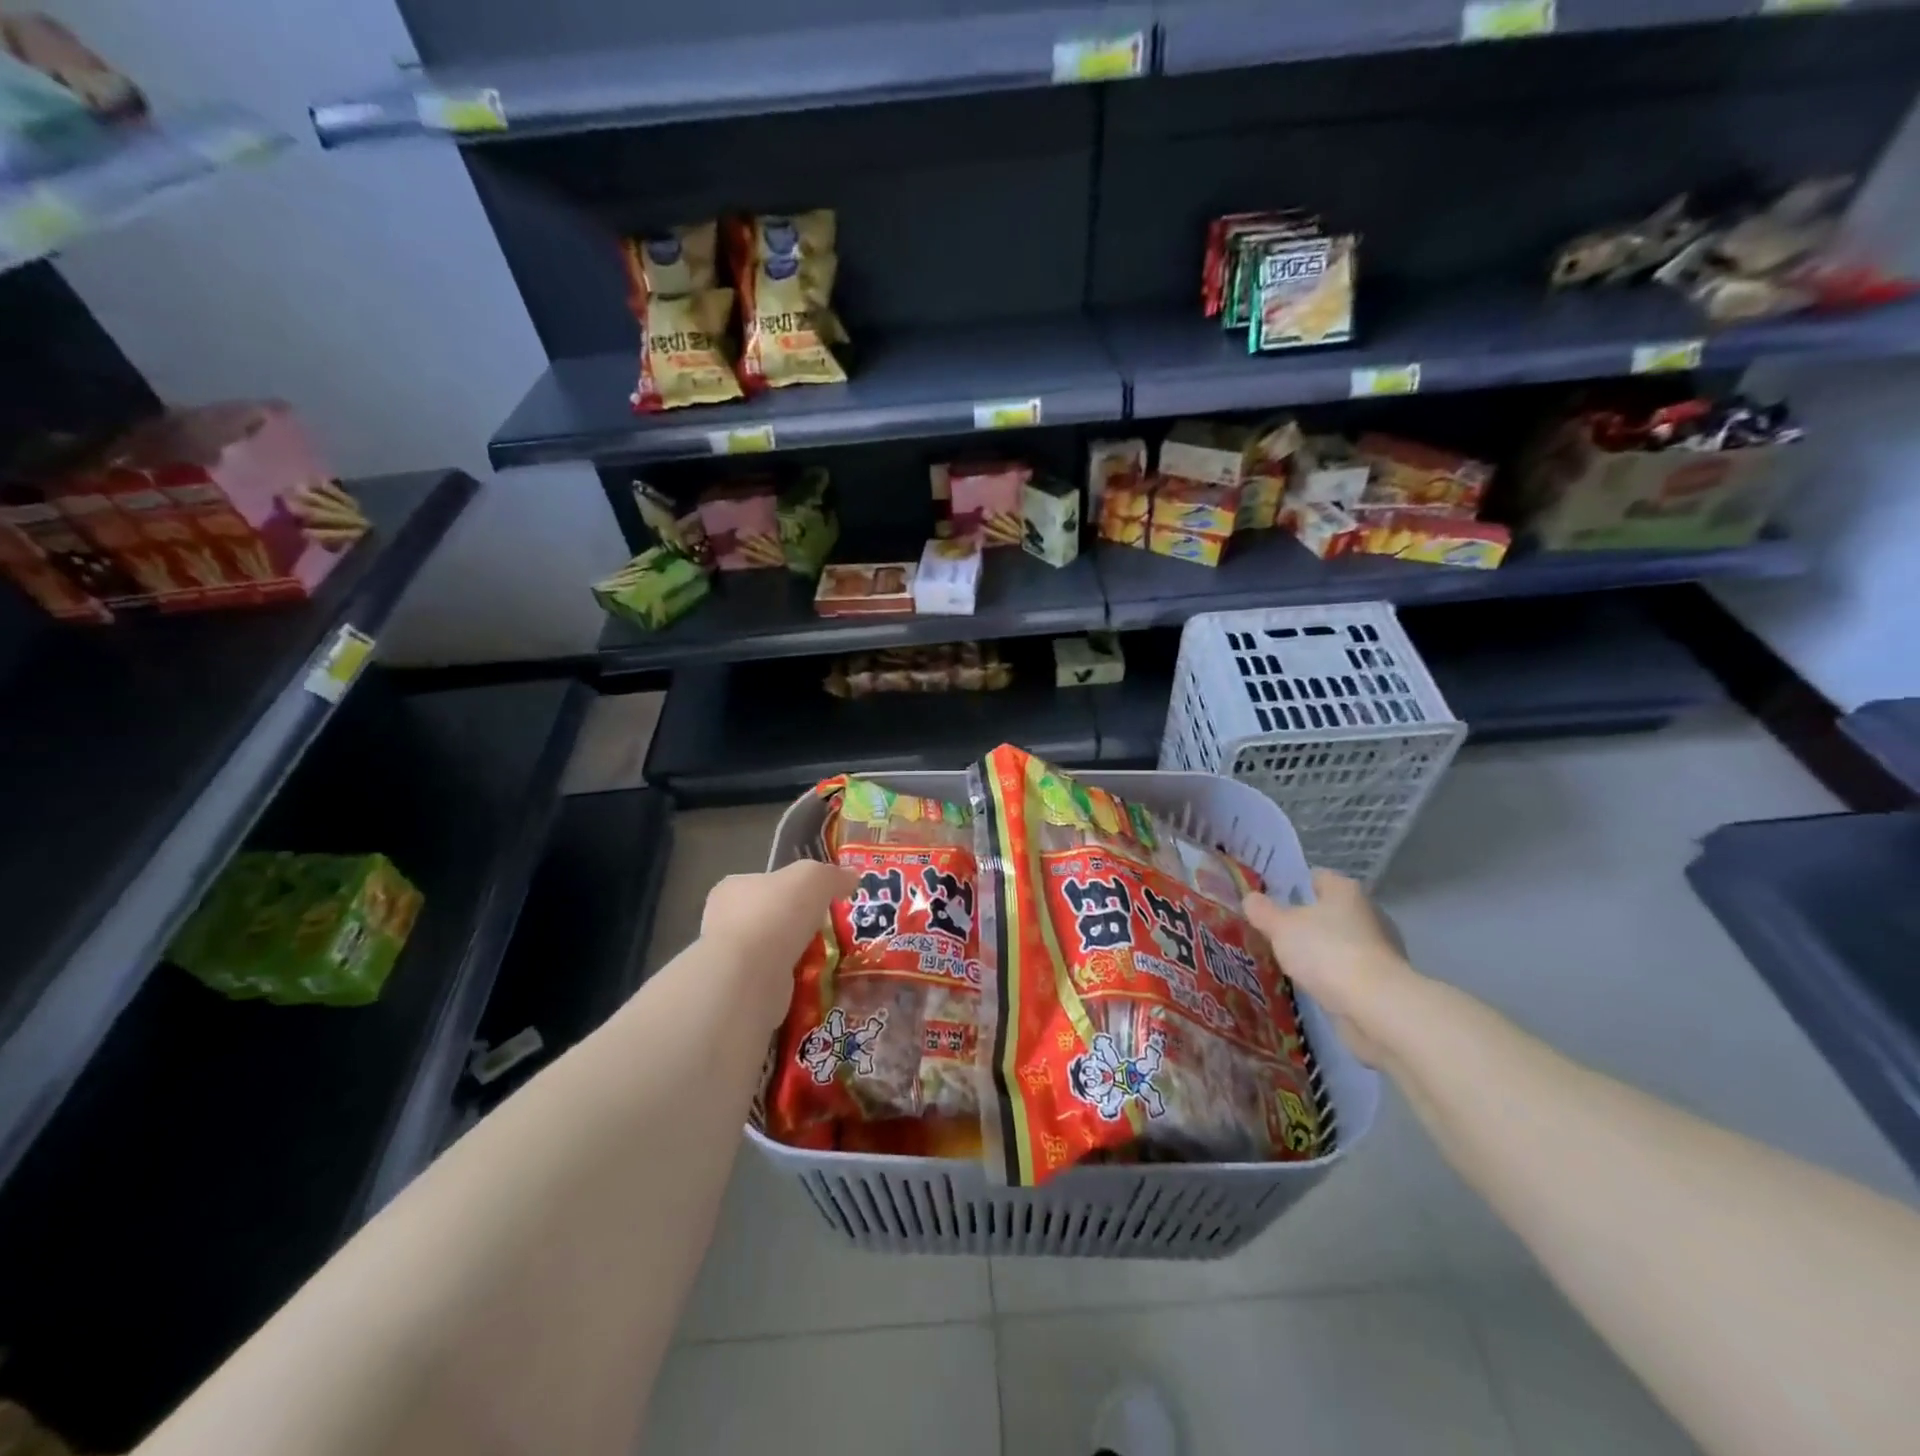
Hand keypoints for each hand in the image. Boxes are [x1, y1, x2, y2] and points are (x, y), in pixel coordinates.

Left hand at [702, 860, 858, 1029]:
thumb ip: (833, 875)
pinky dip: (797, 984)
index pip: (764, 883)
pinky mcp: (741, 993)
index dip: (792, 888)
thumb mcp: (814, 878)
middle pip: (771, 919)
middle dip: (798, 927)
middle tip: (831, 932)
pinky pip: (777, 983)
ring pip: (774, 954)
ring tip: (832, 960)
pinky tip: (819, 984)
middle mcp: (724, 922)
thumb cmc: (776, 914)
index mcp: (734, 889)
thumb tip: (851, 877)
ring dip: (799, 957)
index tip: (819, 899)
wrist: (750, 976)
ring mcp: (731, 960)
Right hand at [1244, 869, 1419, 1065]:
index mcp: (1345, 890)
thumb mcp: (1281, 927)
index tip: (1268, 899)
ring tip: (1286, 960)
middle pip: (1327, 910)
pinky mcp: (1381, 980)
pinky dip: (1331, 975)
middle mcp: (1366, 912)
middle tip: (1271, 931)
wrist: (1375, 1007)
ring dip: (1318, 950)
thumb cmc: (1326, 952)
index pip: (1315, 877)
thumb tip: (1250, 898)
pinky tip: (1309, 984)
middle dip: (1303, 921)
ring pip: (1337, 942)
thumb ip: (1262, 910)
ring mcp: (1378, 948)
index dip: (1291, 885)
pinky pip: (1346, 970)